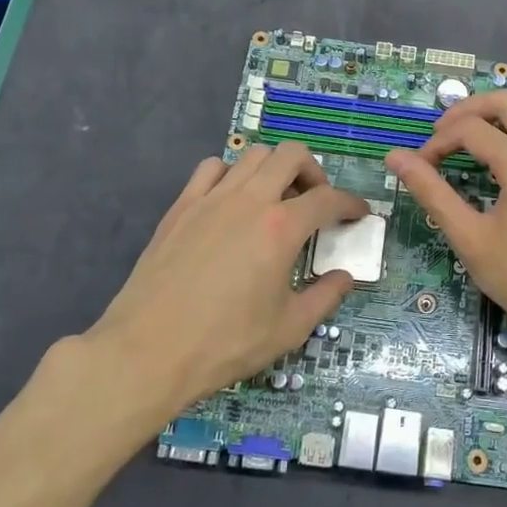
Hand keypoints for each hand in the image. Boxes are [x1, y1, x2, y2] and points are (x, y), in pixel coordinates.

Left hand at [86, 143, 367, 413]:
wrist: (148, 351)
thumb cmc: (225, 343)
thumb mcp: (289, 329)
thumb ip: (326, 297)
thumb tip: (345, 277)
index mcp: (282, 228)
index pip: (329, 199)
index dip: (351, 203)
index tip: (358, 214)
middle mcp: (250, 200)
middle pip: (292, 155)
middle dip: (313, 172)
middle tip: (315, 202)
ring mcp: (212, 198)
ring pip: (252, 155)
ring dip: (273, 169)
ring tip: (275, 199)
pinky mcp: (181, 206)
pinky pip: (211, 168)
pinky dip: (231, 174)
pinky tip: (231, 201)